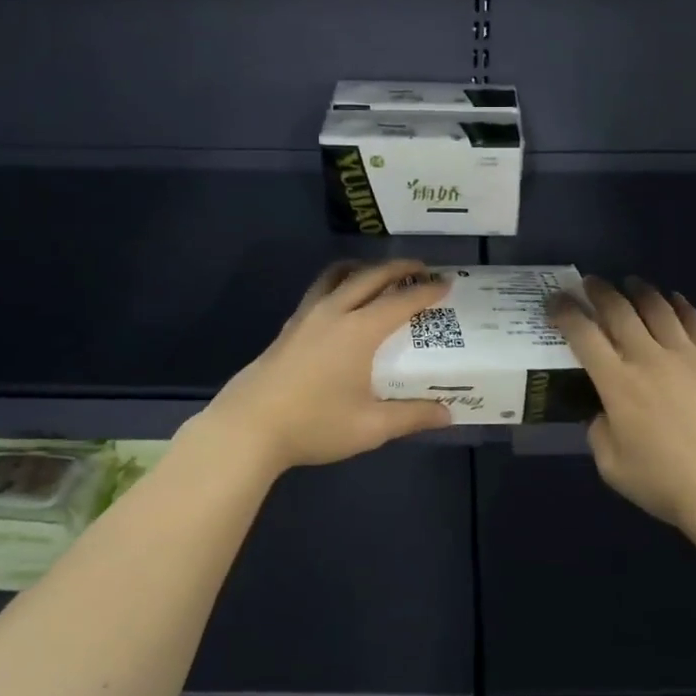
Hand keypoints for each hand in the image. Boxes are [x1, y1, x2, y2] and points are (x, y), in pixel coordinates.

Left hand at [196, 259, 453, 474]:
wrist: (248, 427)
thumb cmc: (314, 425)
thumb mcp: (370, 427)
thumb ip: (411, 416)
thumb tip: (447, 413)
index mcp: (359, 331)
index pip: (401, 301)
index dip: (427, 291)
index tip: (447, 283)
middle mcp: (334, 312)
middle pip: (371, 276)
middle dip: (399, 268)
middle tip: (421, 269)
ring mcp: (307, 316)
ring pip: (338, 275)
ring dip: (364, 268)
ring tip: (379, 274)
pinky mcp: (289, 327)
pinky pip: (320, 289)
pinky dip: (339, 283)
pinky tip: (342, 303)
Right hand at [549, 276, 695, 539]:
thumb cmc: (665, 483)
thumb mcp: (611, 466)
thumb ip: (598, 431)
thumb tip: (603, 411)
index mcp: (617, 383)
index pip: (582, 334)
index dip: (564, 311)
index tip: (555, 299)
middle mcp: (648, 358)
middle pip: (618, 310)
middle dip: (599, 290)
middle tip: (590, 282)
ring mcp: (687, 355)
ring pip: (658, 308)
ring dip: (639, 290)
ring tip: (631, 283)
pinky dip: (681, 305)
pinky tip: (674, 299)